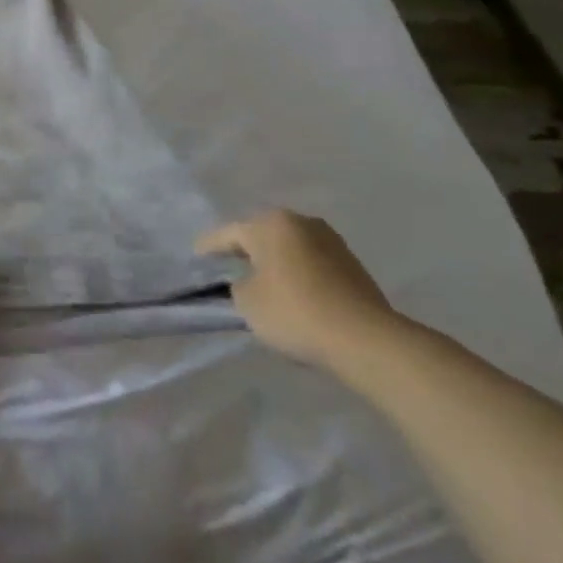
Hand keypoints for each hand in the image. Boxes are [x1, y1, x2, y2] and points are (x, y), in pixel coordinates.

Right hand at [198, 209, 398, 370]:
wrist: (366, 340)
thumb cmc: (294, 312)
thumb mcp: (246, 302)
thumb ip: (238, 285)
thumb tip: (250, 282)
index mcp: (270, 224)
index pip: (228, 234)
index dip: (209, 247)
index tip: (196, 256)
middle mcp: (301, 222)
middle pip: (262, 236)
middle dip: (246, 250)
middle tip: (228, 267)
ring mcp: (331, 241)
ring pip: (290, 248)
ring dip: (275, 262)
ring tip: (262, 282)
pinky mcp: (353, 265)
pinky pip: (312, 264)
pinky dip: (298, 274)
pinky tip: (293, 292)